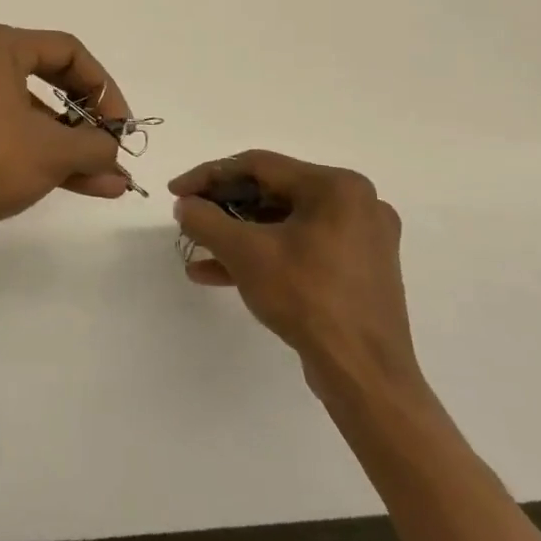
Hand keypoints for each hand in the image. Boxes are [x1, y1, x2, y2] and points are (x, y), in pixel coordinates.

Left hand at [0, 22, 132, 231]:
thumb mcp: (52, 152)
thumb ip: (95, 145)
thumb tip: (112, 151)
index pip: (68, 51)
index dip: (105, 89)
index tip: (123, 128)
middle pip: (48, 80)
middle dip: (88, 121)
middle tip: (114, 149)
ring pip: (28, 114)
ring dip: (68, 146)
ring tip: (108, 181)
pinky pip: (4, 132)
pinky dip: (38, 153)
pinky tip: (79, 185)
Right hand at [170, 151, 421, 408]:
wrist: (365, 374)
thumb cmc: (307, 298)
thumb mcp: (244, 253)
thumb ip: (206, 220)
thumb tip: (185, 205)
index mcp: (337, 187)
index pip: (259, 166)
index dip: (208, 175)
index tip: (175, 192)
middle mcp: (356, 204)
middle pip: (272, 192)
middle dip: (223, 207)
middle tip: (188, 218)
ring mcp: (361, 239)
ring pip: (283, 223)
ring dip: (237, 235)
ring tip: (198, 249)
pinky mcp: (358, 270)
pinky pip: (300, 248)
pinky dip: (263, 256)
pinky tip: (221, 274)